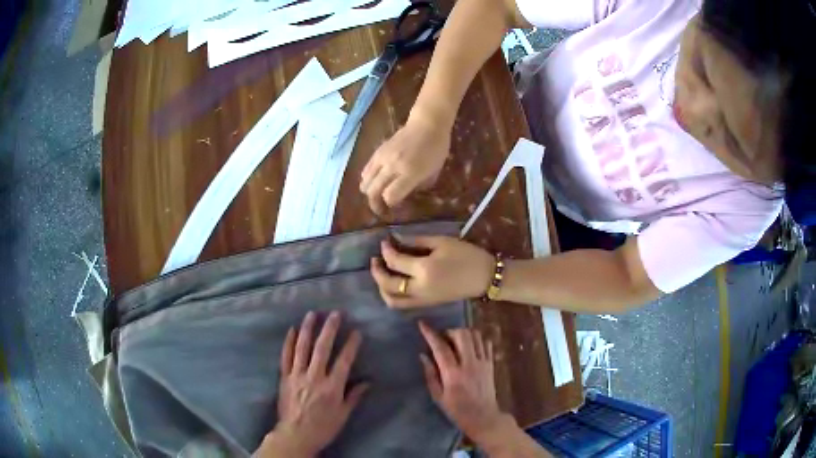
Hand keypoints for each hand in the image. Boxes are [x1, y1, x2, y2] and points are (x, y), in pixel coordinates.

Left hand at [256, 312, 368, 457]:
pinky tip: (292, 330)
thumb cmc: (323, 427)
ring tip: (312, 314)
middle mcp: (314, 377)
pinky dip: (289, 342)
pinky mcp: (284, 377)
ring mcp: (297, 375)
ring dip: (308, 329)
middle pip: (322, 349)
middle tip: (335, 313)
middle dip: (329, 329)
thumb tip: (367, 382)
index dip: (351, 345)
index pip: (343, 361)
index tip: (356, 332)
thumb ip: (353, 396)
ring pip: (302, 348)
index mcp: (332, 387)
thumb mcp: (343, 415)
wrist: (296, 435)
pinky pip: (286, 357)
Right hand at [360, 114, 450, 215]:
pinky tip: (375, 182)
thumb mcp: (434, 172)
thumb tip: (404, 198)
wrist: (427, 123)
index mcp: (409, 173)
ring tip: (376, 196)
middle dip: (375, 205)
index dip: (390, 206)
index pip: (390, 196)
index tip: (394, 210)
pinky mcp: (377, 151)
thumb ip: (417, 186)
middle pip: (373, 192)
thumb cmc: (436, 148)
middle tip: (381, 211)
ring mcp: (382, 158)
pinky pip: (365, 170)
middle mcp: (392, 166)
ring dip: (369, 192)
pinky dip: (367, 179)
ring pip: (365, 181)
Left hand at [370, 236, 493, 307]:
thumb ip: (417, 241)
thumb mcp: (442, 242)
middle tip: (375, 259)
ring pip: (392, 301)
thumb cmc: (467, 256)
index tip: (384, 241)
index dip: (386, 250)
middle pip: (388, 285)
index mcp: (423, 271)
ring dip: (382, 288)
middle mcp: (419, 289)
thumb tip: (397, 239)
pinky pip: (403, 304)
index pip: (395, 262)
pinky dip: (393, 295)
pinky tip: (395, 282)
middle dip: (377, 272)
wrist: (485, 278)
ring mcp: (422, 300)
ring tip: (383, 273)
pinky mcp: (427, 304)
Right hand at [417, 322, 505, 440]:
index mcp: (453, 374)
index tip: (422, 324)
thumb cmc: (457, 410)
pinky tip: (469, 347)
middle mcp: (469, 364)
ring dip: (463, 334)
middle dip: (450, 331)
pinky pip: (486, 343)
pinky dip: (477, 340)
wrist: (483, 417)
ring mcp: (483, 362)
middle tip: (443, 338)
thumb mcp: (438, 396)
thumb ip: (430, 374)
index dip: (430, 334)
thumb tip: (423, 355)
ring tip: (455, 341)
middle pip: (462, 335)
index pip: (441, 348)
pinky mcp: (491, 363)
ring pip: (475, 335)